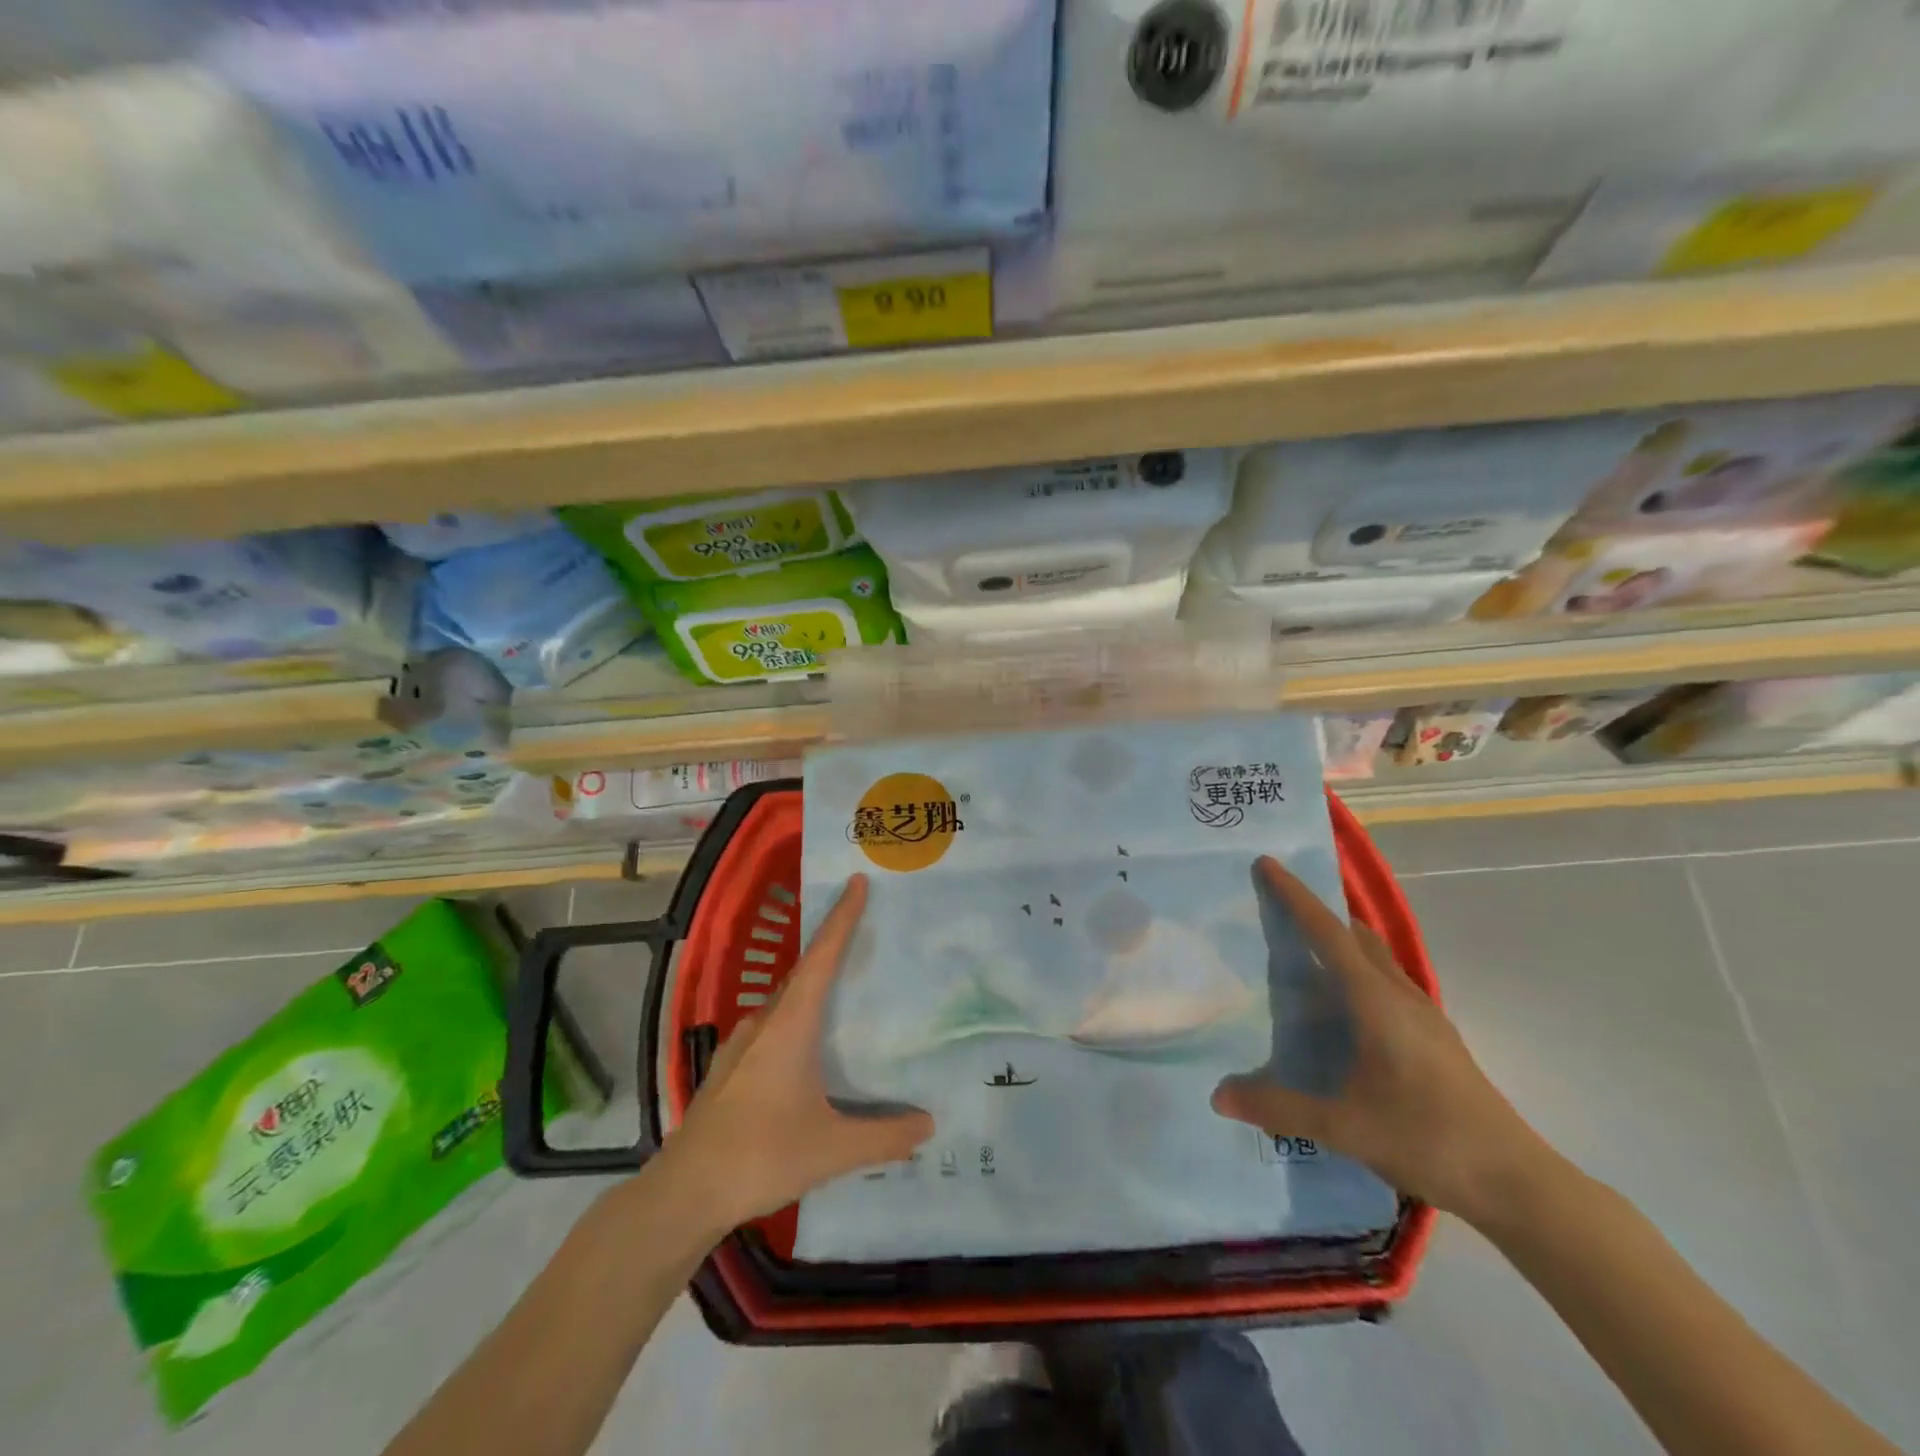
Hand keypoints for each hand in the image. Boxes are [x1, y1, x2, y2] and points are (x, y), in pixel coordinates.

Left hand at [659, 873, 932, 1228]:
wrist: (684, 1192)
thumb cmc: (760, 1155)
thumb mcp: (831, 1149)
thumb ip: (883, 1136)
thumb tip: (929, 1124)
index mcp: (790, 1025)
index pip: (821, 957)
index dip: (841, 918)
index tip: (857, 883)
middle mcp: (764, 1023)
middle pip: (804, 973)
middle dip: (833, 949)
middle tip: (869, 938)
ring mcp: (741, 1045)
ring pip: (786, 1003)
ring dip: (815, 990)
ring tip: (848, 996)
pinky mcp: (731, 1068)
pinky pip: (773, 1027)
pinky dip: (798, 1021)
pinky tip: (811, 1052)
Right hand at [1211, 856, 1551, 1221]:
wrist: (1516, 1182)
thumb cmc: (1427, 1138)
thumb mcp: (1343, 1126)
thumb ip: (1278, 1106)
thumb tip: (1218, 1096)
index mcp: (1376, 1001)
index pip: (1328, 933)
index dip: (1296, 897)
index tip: (1268, 864)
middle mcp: (1400, 995)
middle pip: (1355, 935)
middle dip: (1317, 911)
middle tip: (1277, 903)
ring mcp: (1423, 1015)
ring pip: (1375, 957)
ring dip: (1340, 940)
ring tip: (1302, 949)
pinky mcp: (1434, 1037)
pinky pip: (1386, 982)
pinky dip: (1356, 970)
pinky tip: (1342, 1006)